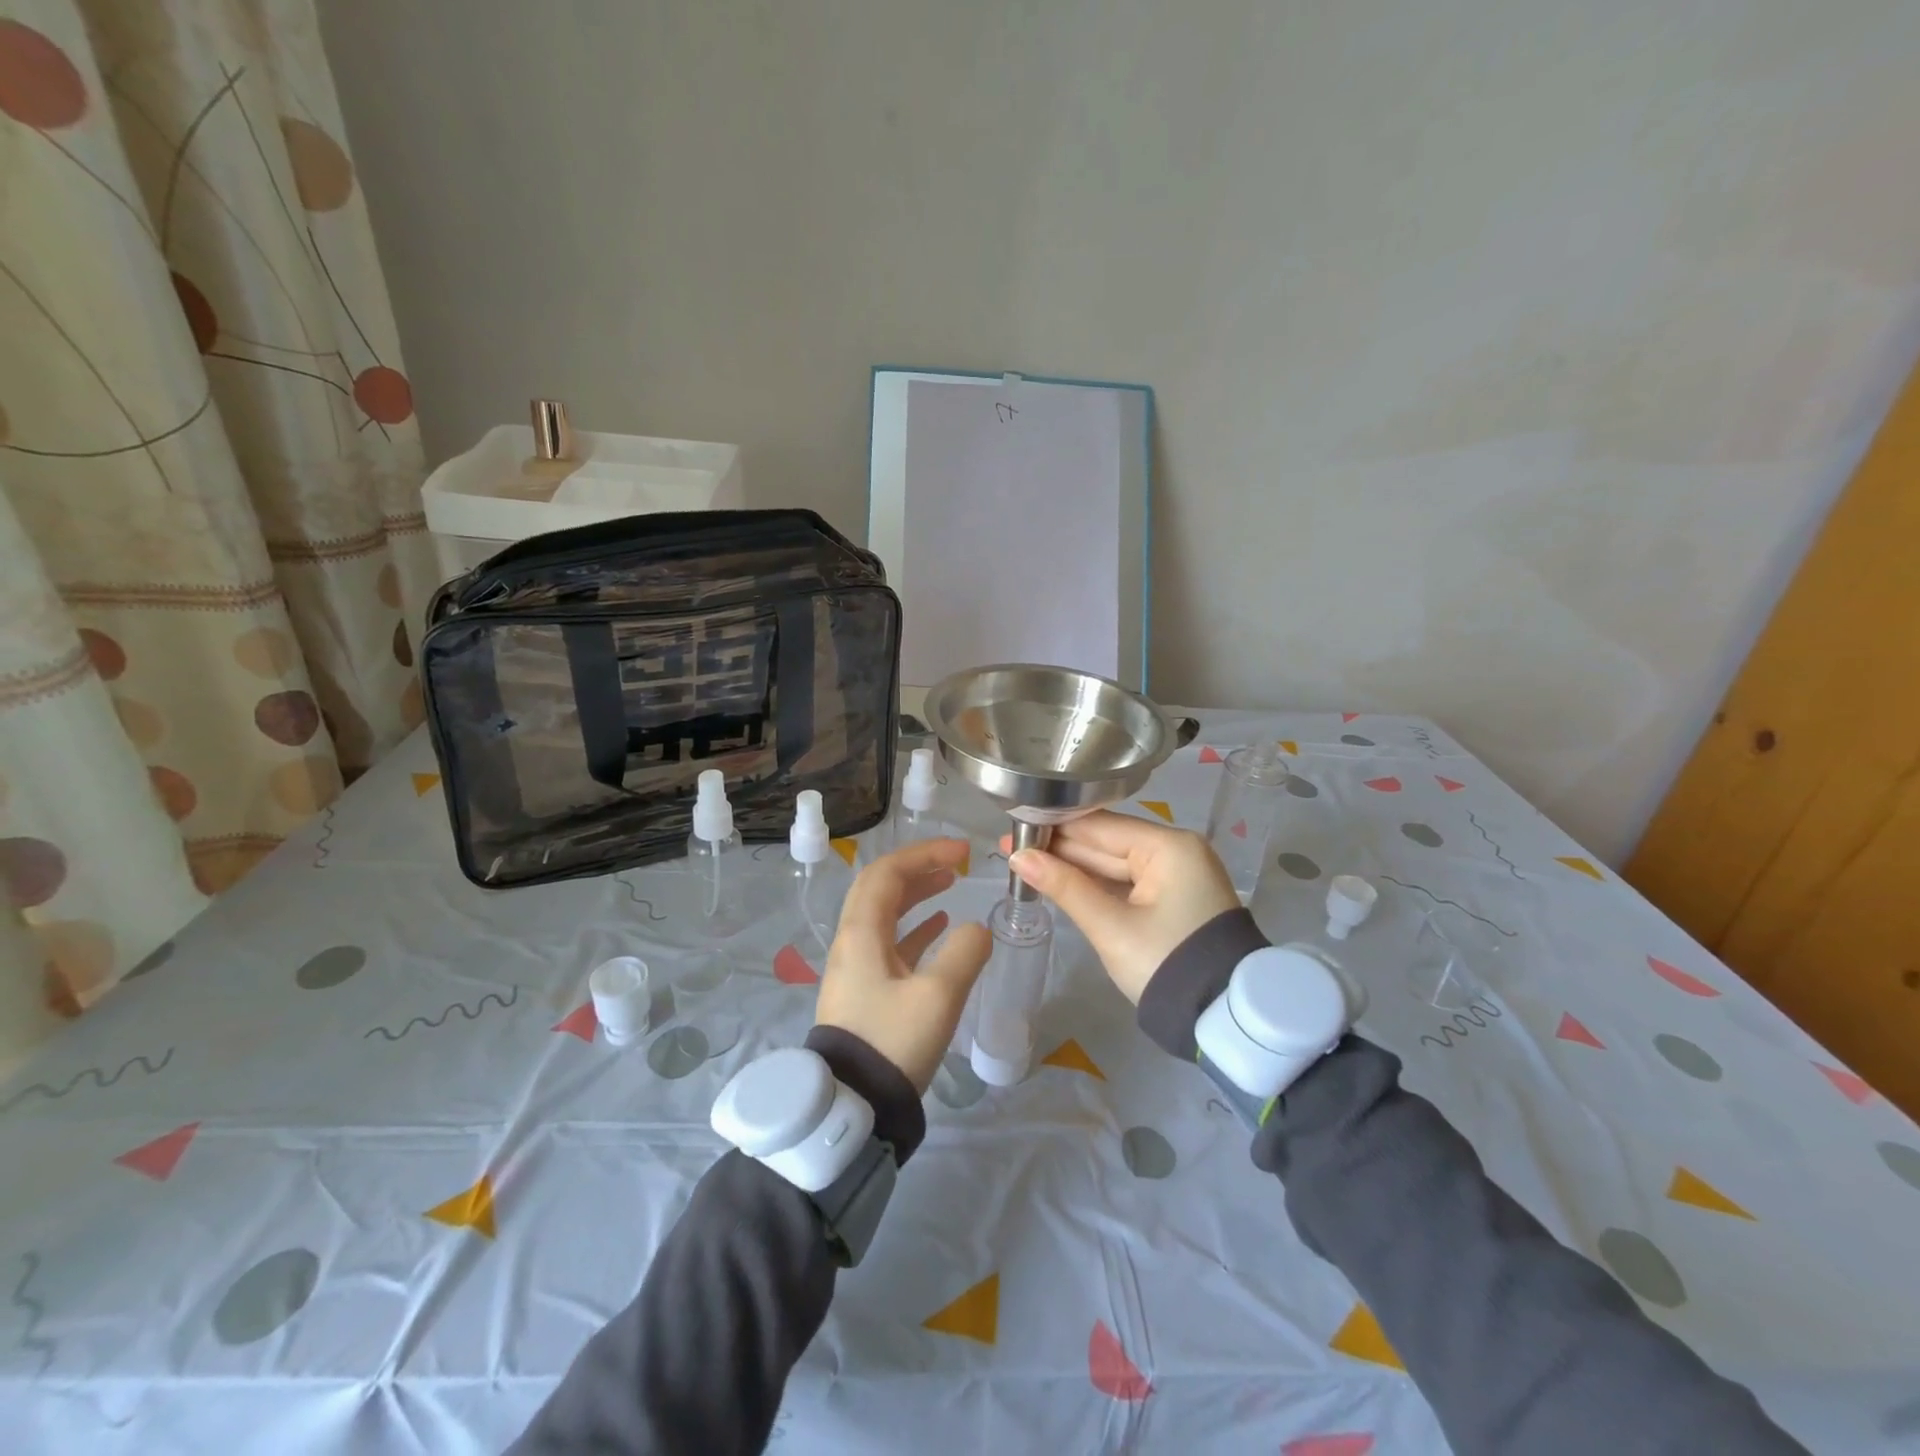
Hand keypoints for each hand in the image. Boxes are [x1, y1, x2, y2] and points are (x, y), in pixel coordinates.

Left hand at [815, 838, 991, 1092]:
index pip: (888, 873)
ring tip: (950, 884)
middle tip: (956, 862)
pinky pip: (888, 943)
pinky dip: (914, 927)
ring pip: (884, 914)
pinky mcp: (863, 992)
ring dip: (916, 894)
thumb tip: (978, 930)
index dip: (925, 854)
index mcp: (861, 933)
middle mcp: (852, 942)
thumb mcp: (938, 996)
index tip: (962, 852)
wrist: (852, 1107)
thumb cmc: (892, 1043)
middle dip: (918, 868)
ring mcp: (855, 968)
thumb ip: (965, 953)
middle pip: (881, 888)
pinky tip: (941, 928)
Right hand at [1006, 811, 1238, 1003]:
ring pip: (1113, 863)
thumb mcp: (1111, 928)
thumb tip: (1019, 858)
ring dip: (1073, 866)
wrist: (1223, 1018)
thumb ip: (1065, 887)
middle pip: (1106, 842)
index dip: (1054, 826)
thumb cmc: (1166, 964)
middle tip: (1010, 847)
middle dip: (1059, 848)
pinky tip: (1060, 879)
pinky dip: (1095, 883)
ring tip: (1025, 861)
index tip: (1014, 825)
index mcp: (1168, 847)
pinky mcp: (1172, 898)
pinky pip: (1126, 881)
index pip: (1099, 826)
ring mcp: (1175, 874)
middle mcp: (1175, 850)